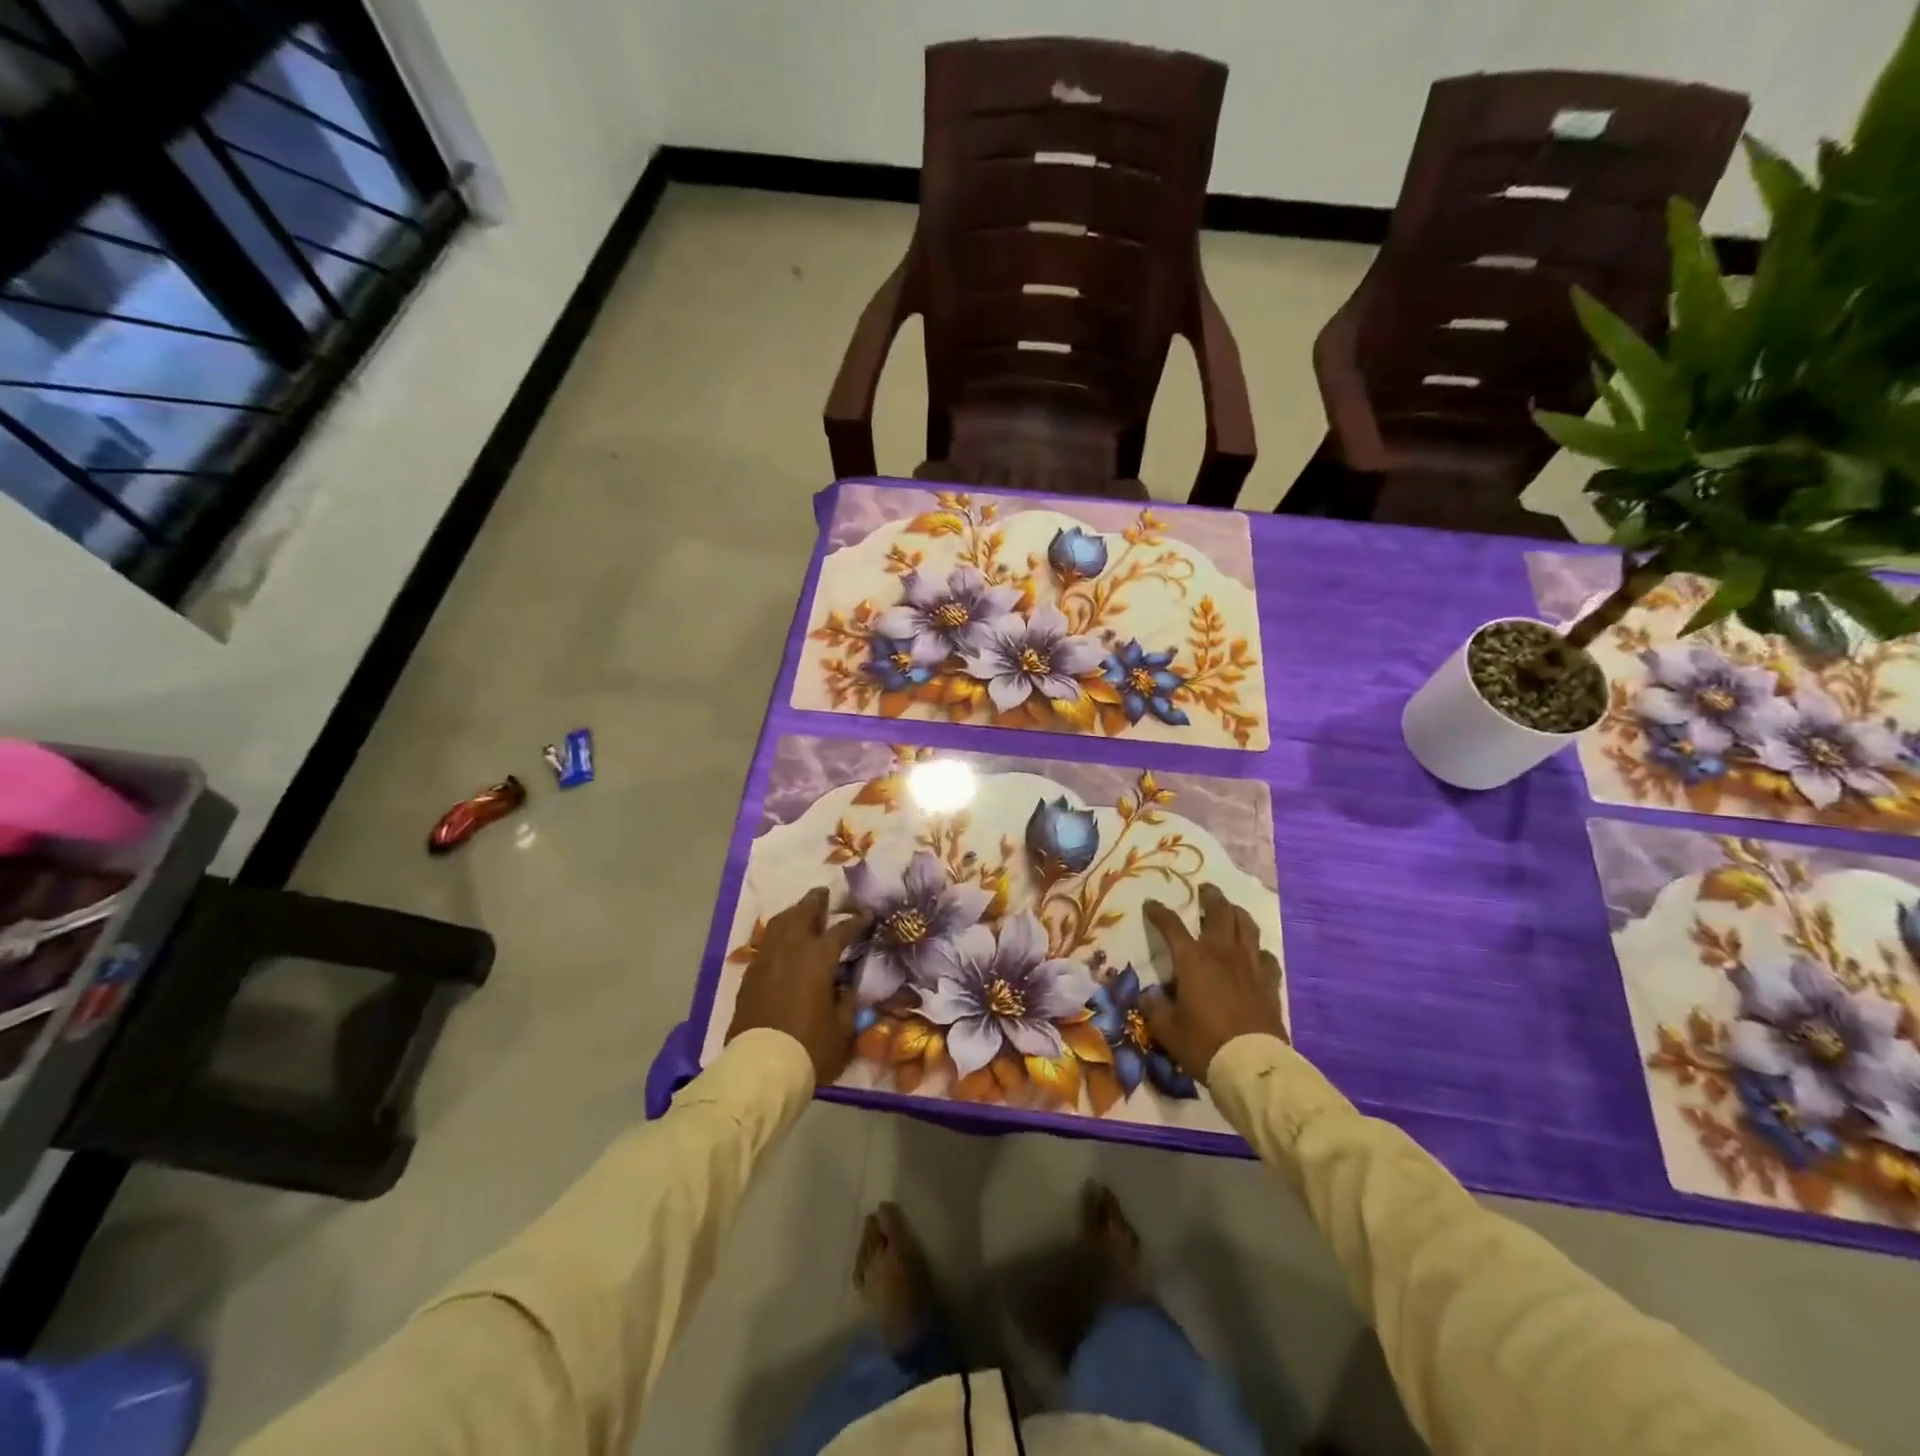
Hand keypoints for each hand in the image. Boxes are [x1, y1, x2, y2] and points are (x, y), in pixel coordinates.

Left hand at [727, 888, 871, 1083]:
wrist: (761, 1067)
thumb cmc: (809, 1047)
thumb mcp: (842, 1028)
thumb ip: (846, 1002)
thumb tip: (845, 988)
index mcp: (818, 958)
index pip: (841, 930)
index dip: (855, 921)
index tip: (866, 914)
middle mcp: (791, 949)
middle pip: (803, 913)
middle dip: (816, 901)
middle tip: (824, 893)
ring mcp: (766, 960)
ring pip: (780, 924)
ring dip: (794, 913)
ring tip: (802, 911)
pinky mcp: (750, 975)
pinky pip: (766, 944)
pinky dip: (777, 936)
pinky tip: (782, 942)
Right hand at [1141, 884, 1285, 1083]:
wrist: (1252, 1066)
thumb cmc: (1203, 1043)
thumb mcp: (1167, 1029)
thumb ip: (1153, 1007)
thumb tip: (1148, 995)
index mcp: (1192, 959)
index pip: (1171, 926)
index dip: (1159, 912)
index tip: (1152, 905)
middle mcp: (1221, 953)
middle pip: (1219, 912)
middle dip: (1210, 897)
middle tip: (1205, 889)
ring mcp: (1249, 965)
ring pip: (1246, 926)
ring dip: (1237, 913)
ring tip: (1230, 909)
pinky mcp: (1269, 982)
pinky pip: (1265, 956)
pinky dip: (1257, 950)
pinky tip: (1254, 954)